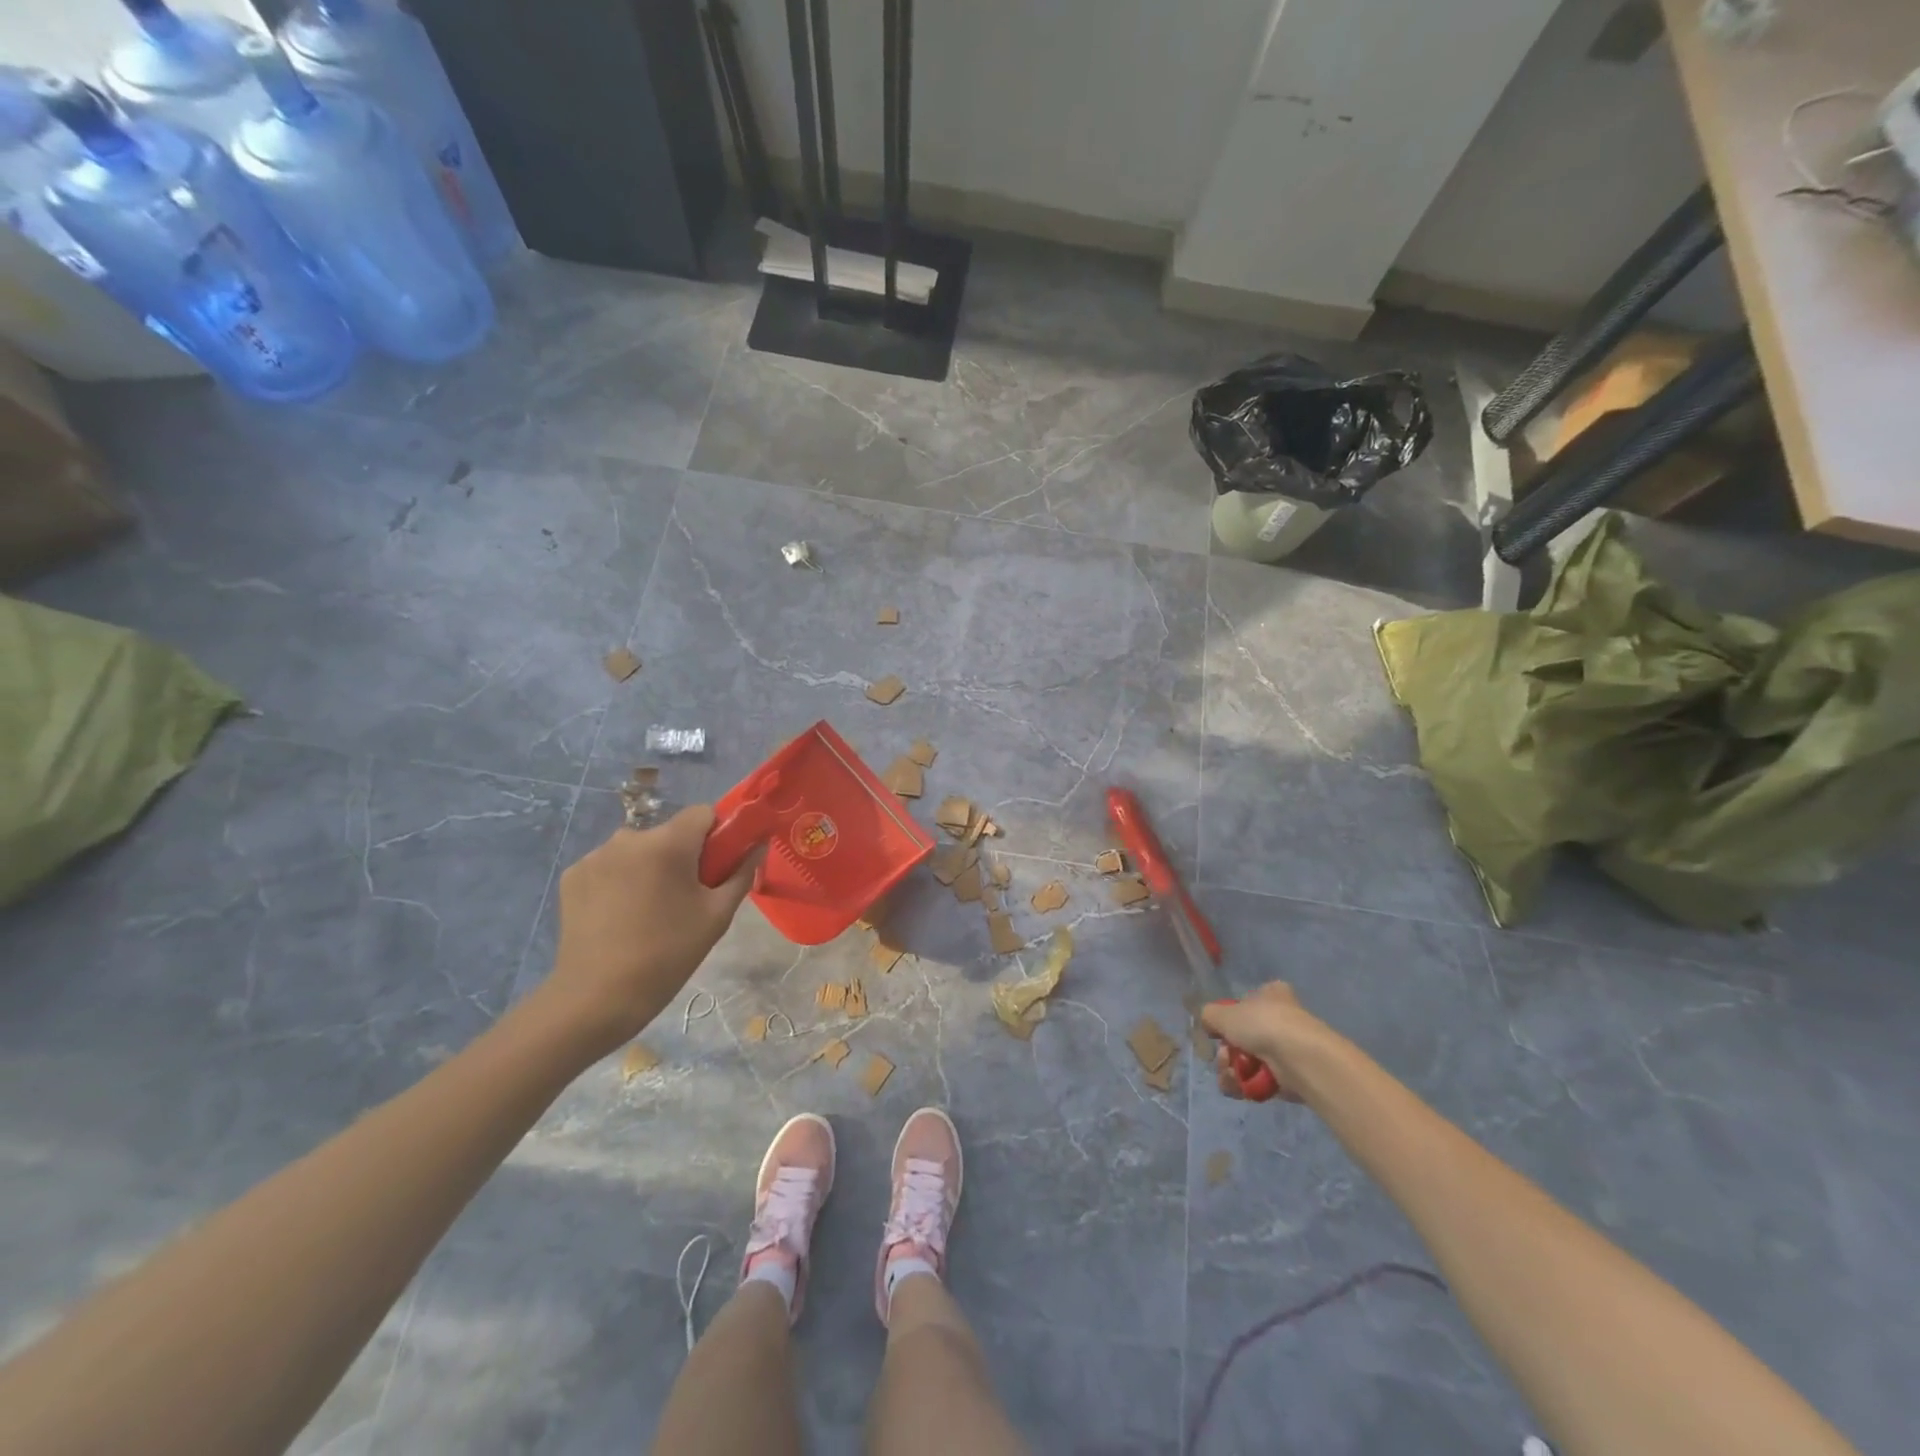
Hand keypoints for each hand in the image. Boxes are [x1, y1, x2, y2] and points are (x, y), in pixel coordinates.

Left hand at [541, 806, 760, 1052]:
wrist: (597, 997)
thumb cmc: (668, 954)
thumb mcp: (717, 915)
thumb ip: (741, 873)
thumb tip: (759, 846)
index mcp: (668, 843)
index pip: (703, 813)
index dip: (716, 835)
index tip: (715, 867)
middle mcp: (629, 837)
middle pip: (669, 833)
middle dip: (682, 856)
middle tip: (685, 898)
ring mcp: (595, 856)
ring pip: (638, 849)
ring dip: (649, 867)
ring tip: (649, 911)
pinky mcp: (573, 875)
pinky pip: (610, 865)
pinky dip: (620, 880)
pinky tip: (619, 915)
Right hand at [1201, 982, 1334, 1103]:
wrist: (1300, 1059)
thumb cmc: (1263, 1025)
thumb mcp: (1224, 1013)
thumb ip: (1209, 1015)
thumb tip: (1209, 1023)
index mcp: (1271, 995)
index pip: (1245, 1002)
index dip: (1228, 1018)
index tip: (1218, 1031)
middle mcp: (1280, 1018)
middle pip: (1241, 1037)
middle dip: (1226, 1051)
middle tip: (1224, 1057)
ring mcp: (1286, 1049)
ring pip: (1247, 1061)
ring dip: (1231, 1070)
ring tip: (1231, 1074)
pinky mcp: (1289, 1077)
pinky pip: (1258, 1081)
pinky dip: (1245, 1085)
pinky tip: (1238, 1087)